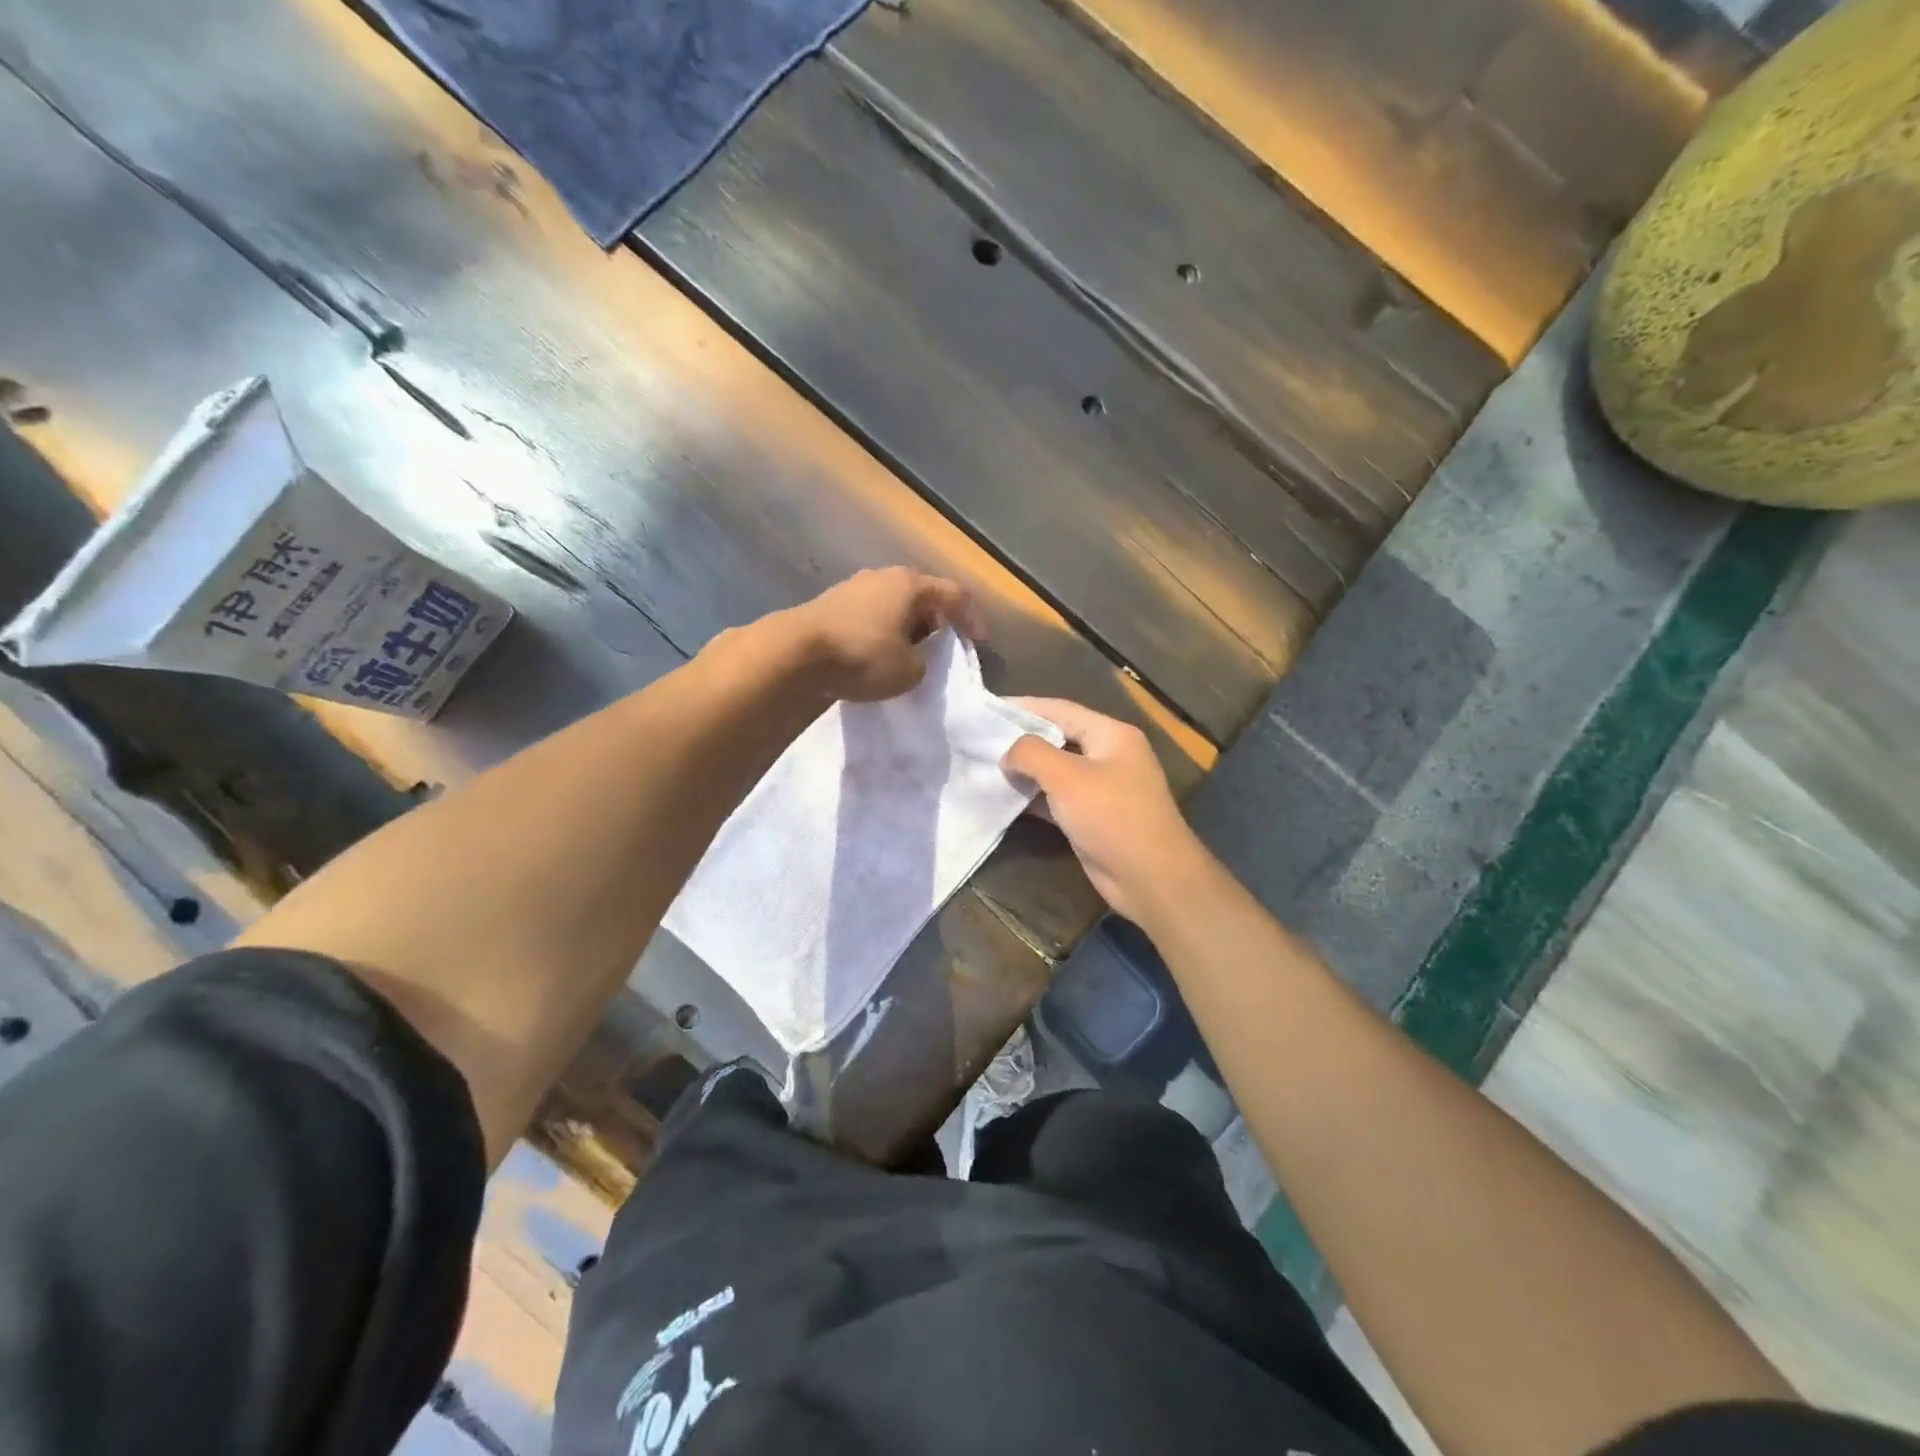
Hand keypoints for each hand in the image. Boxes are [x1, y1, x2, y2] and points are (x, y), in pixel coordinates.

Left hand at [786, 567, 984, 701]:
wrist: (794, 654)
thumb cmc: (862, 656)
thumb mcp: (909, 671)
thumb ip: (923, 663)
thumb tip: (912, 659)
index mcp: (911, 585)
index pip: (955, 595)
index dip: (972, 619)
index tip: (979, 642)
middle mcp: (884, 577)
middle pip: (923, 595)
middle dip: (937, 621)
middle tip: (944, 646)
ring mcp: (854, 587)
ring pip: (894, 605)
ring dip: (908, 627)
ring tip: (911, 653)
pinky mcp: (831, 604)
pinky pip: (870, 615)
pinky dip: (883, 631)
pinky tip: (879, 653)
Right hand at [1001, 698, 1210, 923]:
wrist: (1151, 877)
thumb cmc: (1111, 816)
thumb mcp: (1066, 777)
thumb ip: (1031, 754)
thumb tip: (1008, 752)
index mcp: (1111, 734)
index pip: (1061, 709)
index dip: (1024, 707)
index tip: (989, 709)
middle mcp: (1109, 755)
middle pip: (1058, 738)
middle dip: (1022, 739)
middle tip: (982, 740)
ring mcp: (1103, 788)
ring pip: (1057, 771)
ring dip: (1026, 770)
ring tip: (987, 766)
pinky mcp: (1094, 817)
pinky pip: (1059, 798)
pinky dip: (1035, 797)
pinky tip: (1007, 798)